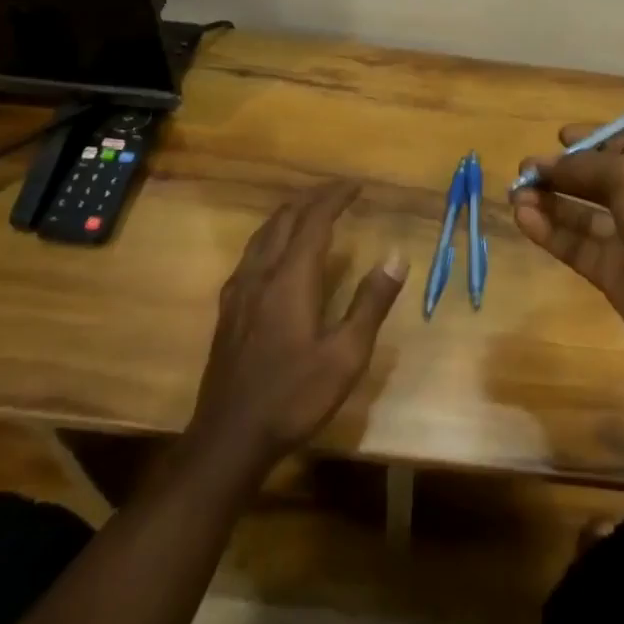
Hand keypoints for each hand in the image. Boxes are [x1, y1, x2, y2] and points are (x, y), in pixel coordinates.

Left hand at [193, 180, 407, 471]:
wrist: (228, 439)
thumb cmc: (294, 397)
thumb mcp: (346, 355)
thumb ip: (370, 302)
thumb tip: (396, 256)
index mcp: (291, 279)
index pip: (314, 221)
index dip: (335, 197)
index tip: (356, 184)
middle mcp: (261, 275)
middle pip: (284, 220)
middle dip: (312, 198)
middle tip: (338, 192)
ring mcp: (239, 292)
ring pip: (262, 235)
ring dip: (289, 214)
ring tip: (310, 210)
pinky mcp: (228, 311)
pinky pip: (251, 254)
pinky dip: (271, 236)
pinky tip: (276, 253)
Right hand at [511, 127, 623, 372]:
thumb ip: (587, 167)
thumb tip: (548, 164)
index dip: (593, 139)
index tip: (560, 137)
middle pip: (596, 178)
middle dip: (562, 170)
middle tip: (526, 168)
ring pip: (581, 213)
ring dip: (549, 200)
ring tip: (516, 192)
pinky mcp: (610, 272)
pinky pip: (574, 245)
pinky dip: (548, 231)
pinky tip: (523, 217)